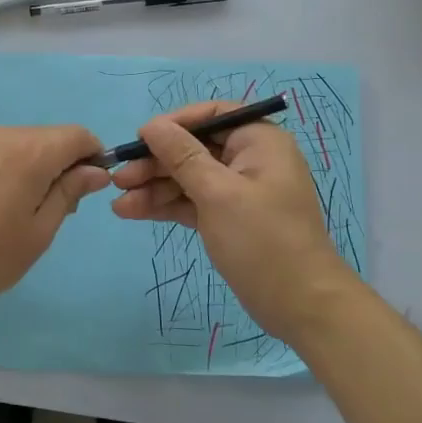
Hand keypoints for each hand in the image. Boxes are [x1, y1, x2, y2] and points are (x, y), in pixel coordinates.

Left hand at [0, 125, 108, 320]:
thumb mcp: (39, 231)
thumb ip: (70, 192)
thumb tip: (97, 171)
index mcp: (29, 152)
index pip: (77, 135)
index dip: (92, 156)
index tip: (88, 188)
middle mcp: (1, 133)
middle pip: (48, 136)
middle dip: (61, 162)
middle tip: (53, 207)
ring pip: (21, 141)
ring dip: (33, 163)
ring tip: (19, 206)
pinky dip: (7, 164)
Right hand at [111, 102, 358, 342]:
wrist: (303, 307)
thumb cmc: (263, 240)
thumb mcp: (218, 193)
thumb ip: (182, 156)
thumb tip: (151, 125)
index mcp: (258, 141)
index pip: (211, 115)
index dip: (174, 123)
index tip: (140, 139)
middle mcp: (250, 159)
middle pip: (194, 148)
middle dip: (156, 163)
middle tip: (119, 179)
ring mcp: (239, 191)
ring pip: (189, 177)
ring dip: (154, 188)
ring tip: (118, 203)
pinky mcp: (229, 218)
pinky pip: (193, 201)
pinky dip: (167, 206)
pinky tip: (134, 213)